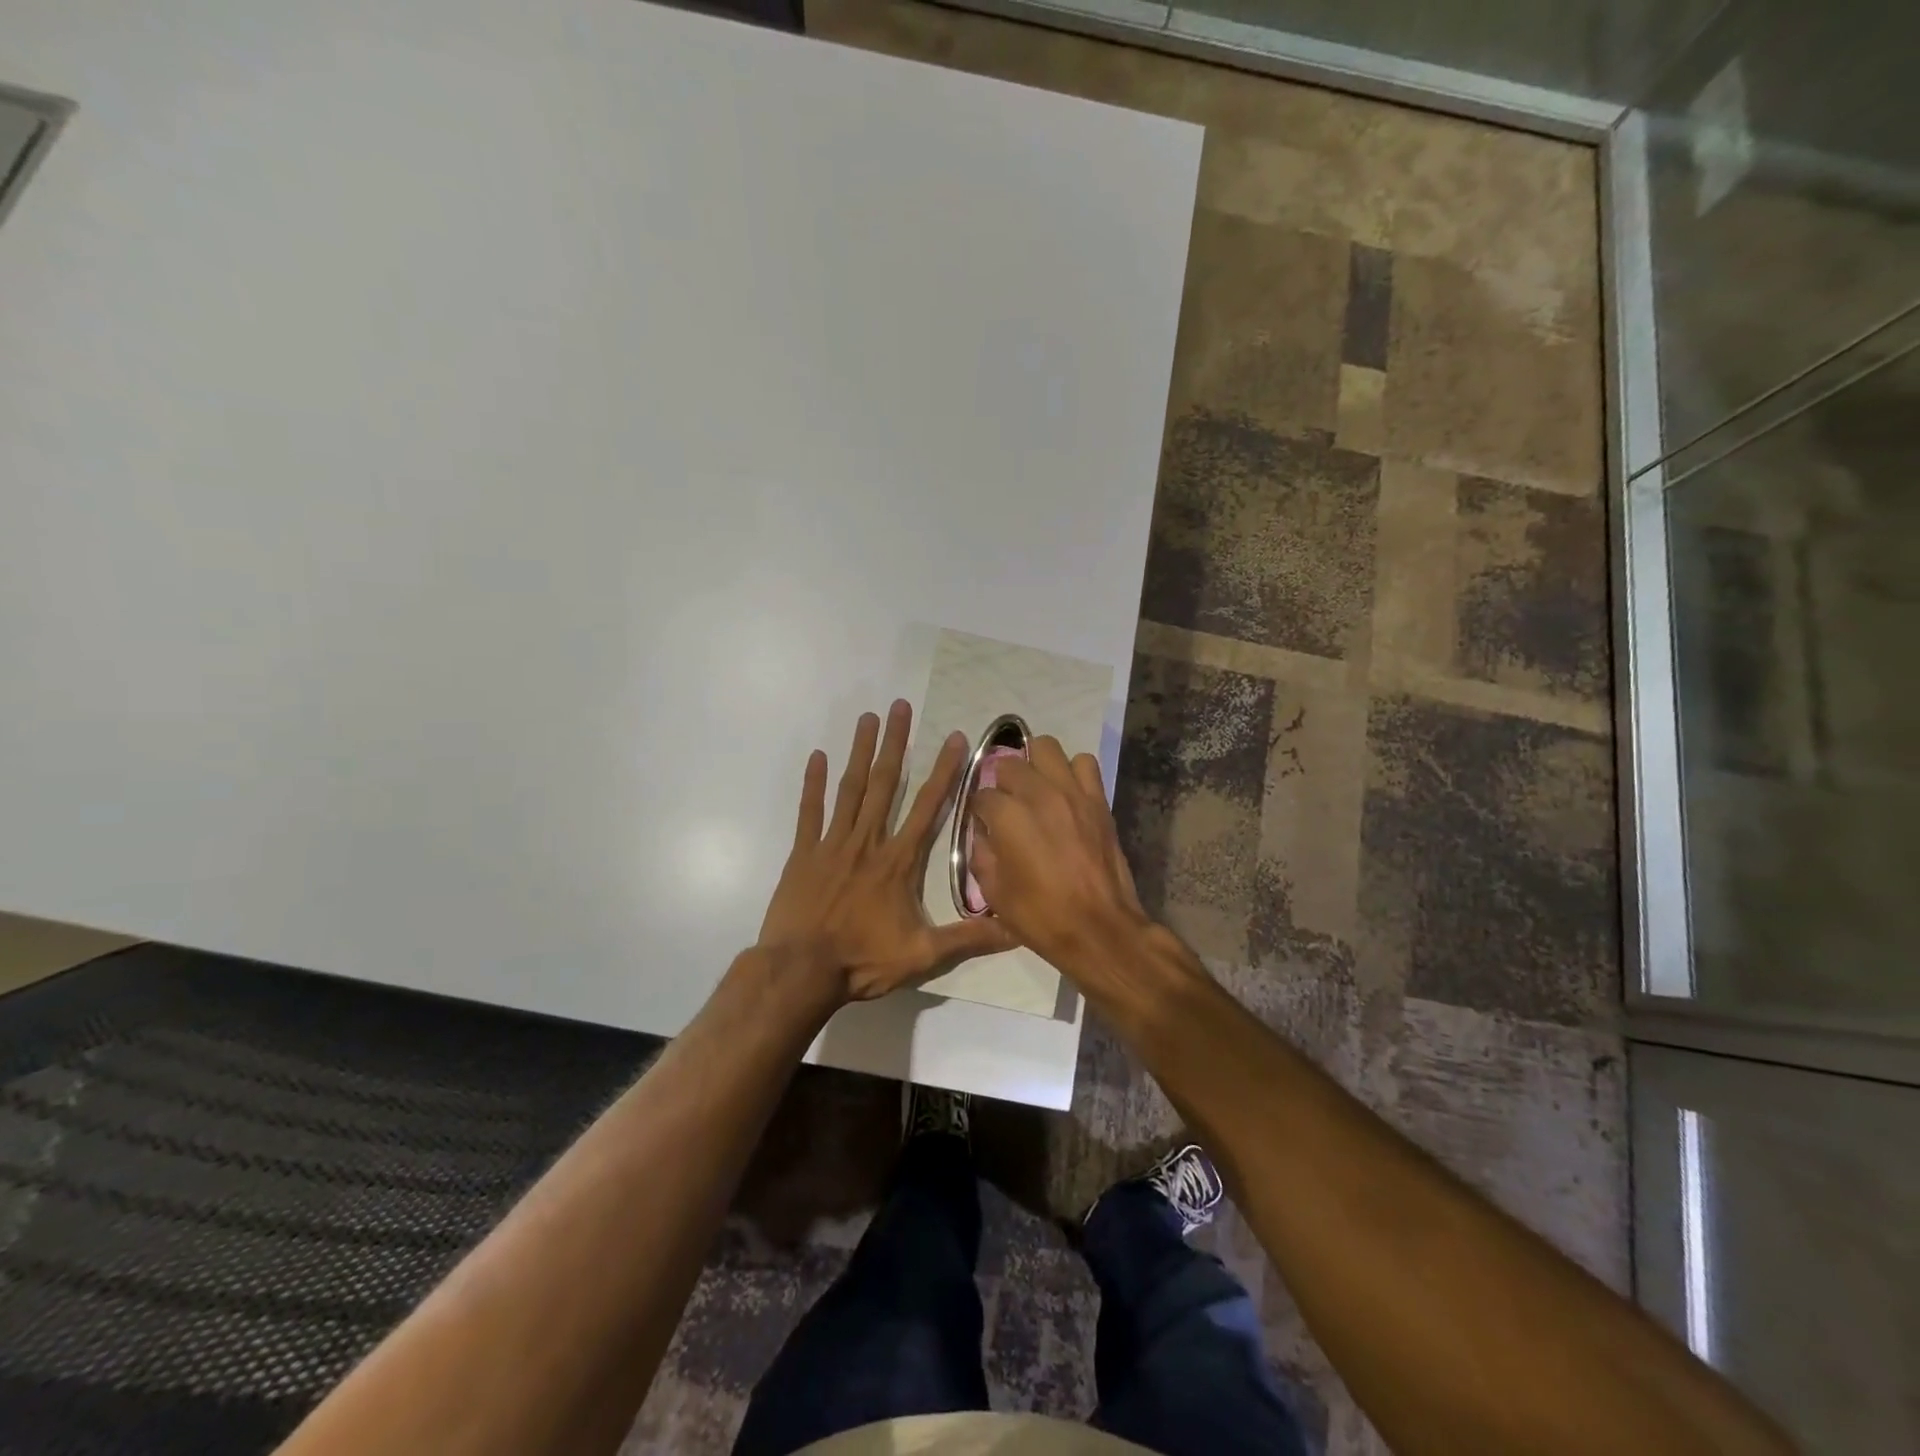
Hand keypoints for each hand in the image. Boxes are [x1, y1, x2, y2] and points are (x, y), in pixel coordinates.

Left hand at [759, 700, 1015, 1001]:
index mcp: (898, 860)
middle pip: (885, 783)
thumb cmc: (863, 961)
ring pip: (850, 788)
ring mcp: (832, 844)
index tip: (954, 738)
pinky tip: (817, 756)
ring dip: (860, 752)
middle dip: (896, 742)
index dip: (944, 771)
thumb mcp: (923, 955)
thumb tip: (1018, 929)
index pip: (927, 806)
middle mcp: (868, 842)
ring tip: (868, 718)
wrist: (800, 972)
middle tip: (900, 705)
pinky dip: (813, 784)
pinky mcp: (803, 854)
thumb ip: (969, 938)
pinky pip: (809, 811)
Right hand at [967, 736, 1151, 972]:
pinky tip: (1066, 792)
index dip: (978, 810)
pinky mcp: (1097, 799)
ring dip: (1035, 764)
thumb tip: (983, 833)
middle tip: (1006, 803)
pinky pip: (1084, 763)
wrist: (1098, 928)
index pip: (981, 794)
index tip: (982, 824)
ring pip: (1046, 747)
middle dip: (1001, 781)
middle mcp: (1037, 793)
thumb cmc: (1040, 916)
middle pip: (1009, 763)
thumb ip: (981, 853)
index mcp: (1007, 816)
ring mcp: (1071, 792)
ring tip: (1035, 786)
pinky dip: (1071, 770)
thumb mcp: (994, 892)